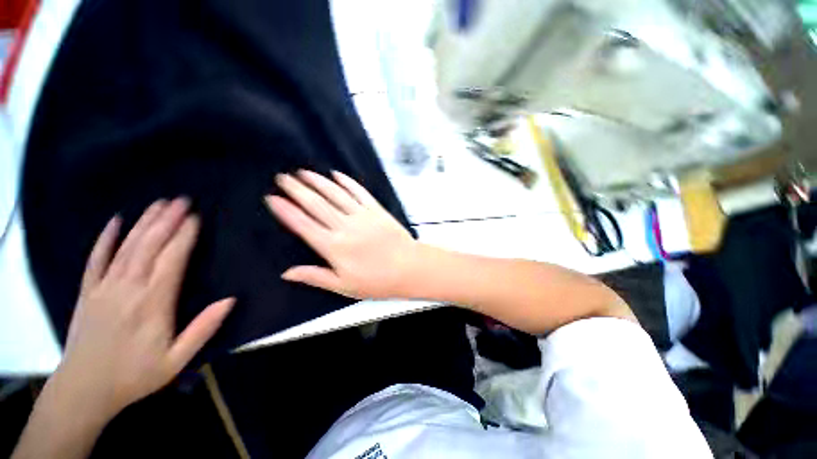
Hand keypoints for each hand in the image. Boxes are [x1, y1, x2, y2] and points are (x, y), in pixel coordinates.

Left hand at [56, 198, 233, 418]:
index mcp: (153, 303)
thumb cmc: (135, 375)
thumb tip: (231, 300)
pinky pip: (96, 259)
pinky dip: (106, 238)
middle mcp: (128, 288)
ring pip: (127, 247)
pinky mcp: (88, 291)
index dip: (184, 236)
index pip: (172, 260)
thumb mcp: (177, 359)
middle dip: (167, 220)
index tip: (195, 217)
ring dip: (144, 223)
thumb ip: (204, 329)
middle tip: (181, 200)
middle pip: (149, 246)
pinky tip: (116, 221)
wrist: (85, 390)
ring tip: (160, 204)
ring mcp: (104, 287)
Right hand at [266, 170, 420, 298]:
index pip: (303, 224)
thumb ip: (315, 276)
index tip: (272, 197)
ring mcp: (362, 215)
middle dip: (297, 189)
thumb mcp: (344, 286)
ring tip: (303, 172)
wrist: (409, 268)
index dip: (285, 210)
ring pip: (335, 194)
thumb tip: (287, 272)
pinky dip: (347, 182)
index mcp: (333, 247)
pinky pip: (359, 192)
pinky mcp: (376, 210)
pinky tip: (337, 174)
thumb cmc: (377, 280)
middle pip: (316, 204)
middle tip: (282, 177)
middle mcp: (344, 227)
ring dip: (318, 181)